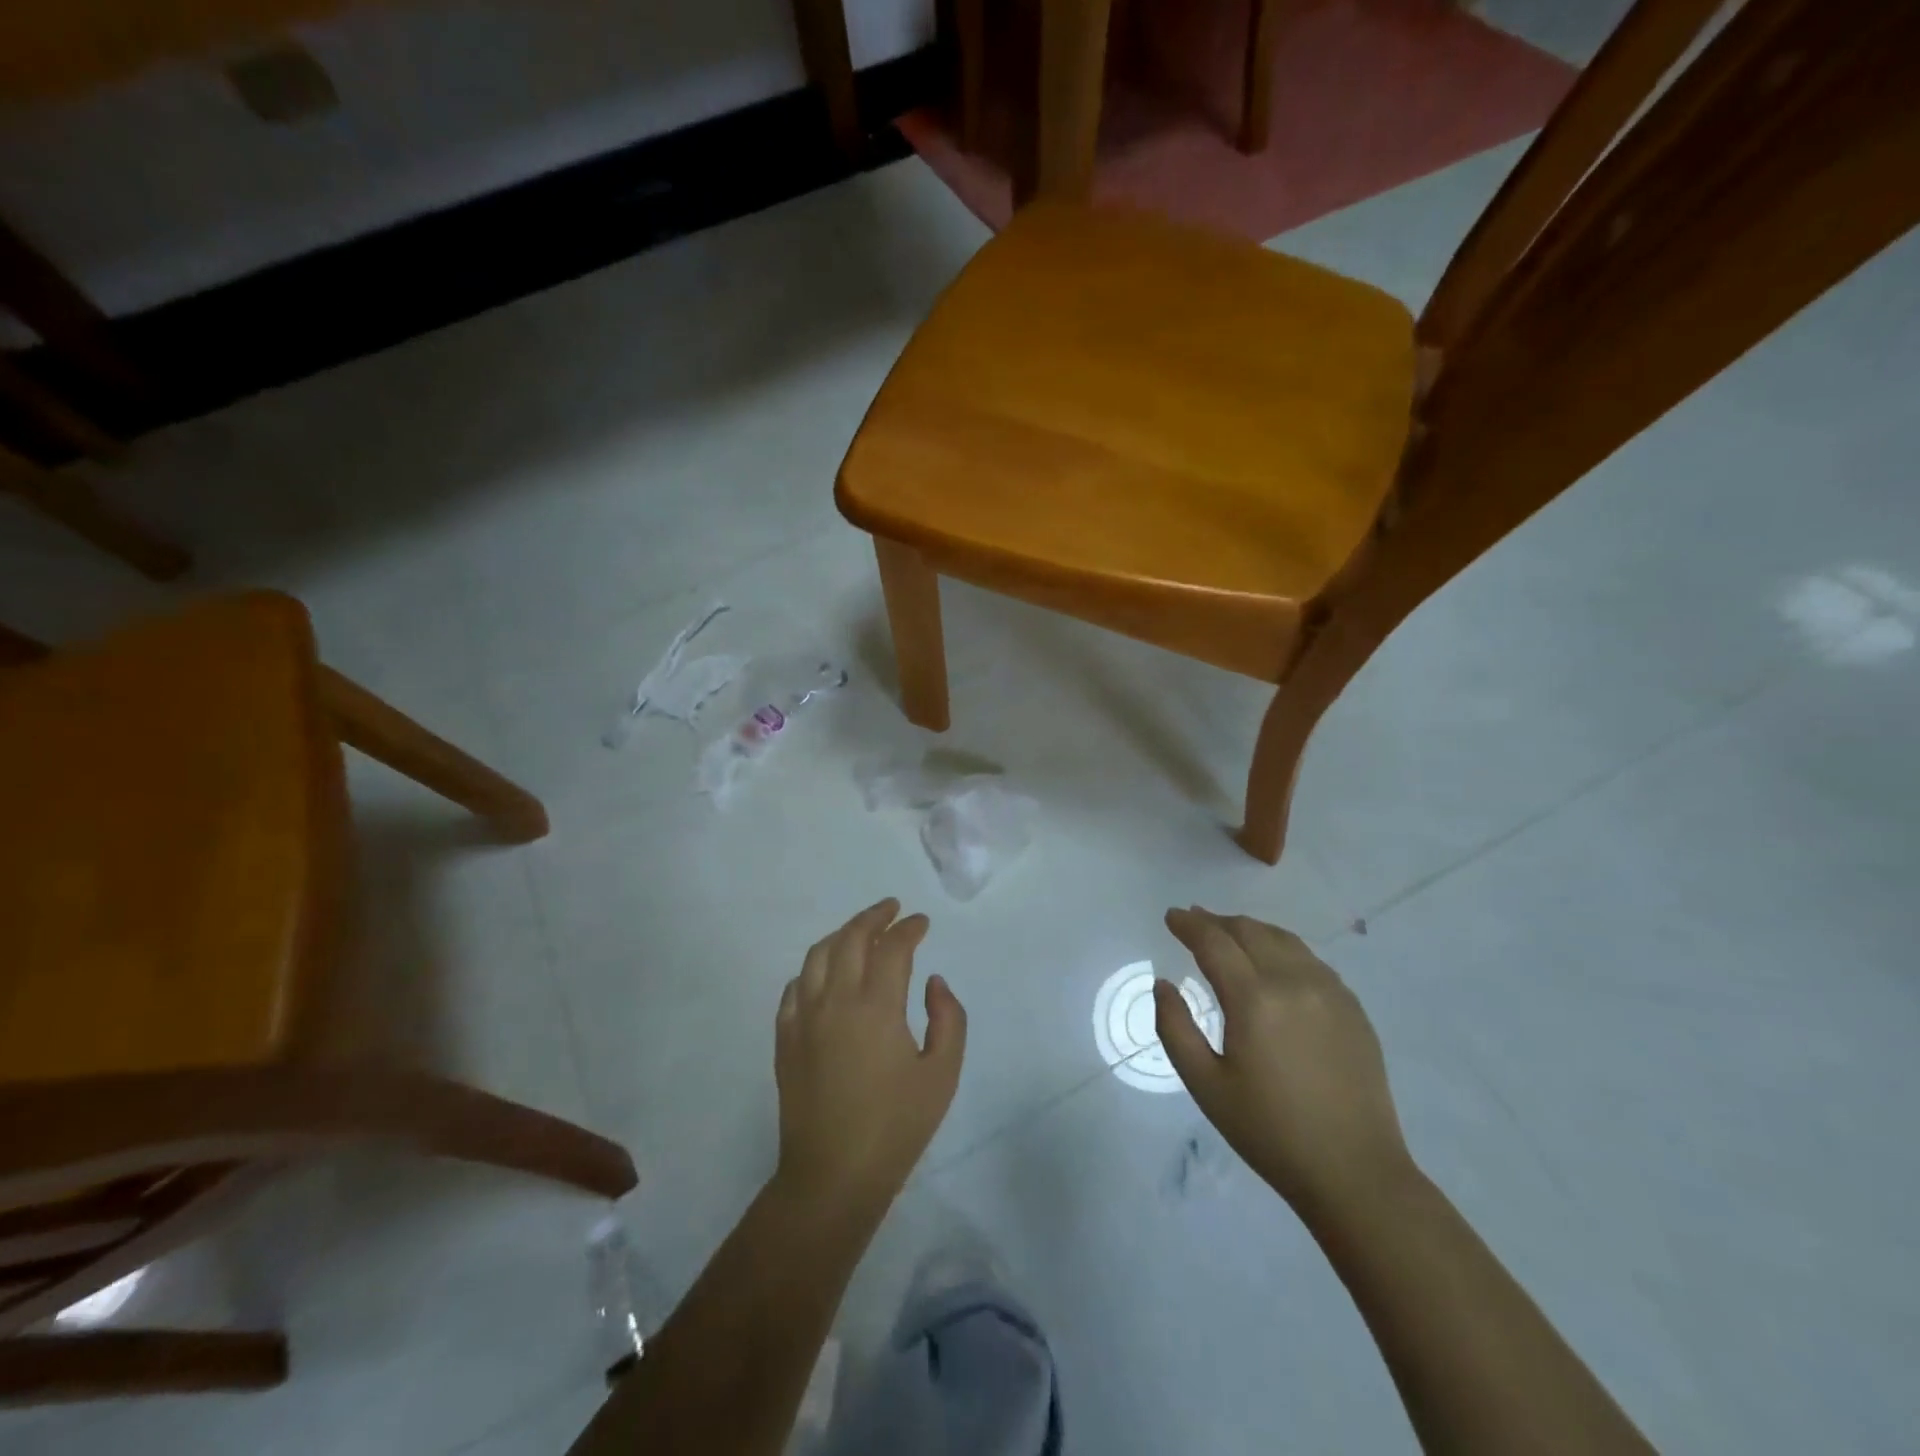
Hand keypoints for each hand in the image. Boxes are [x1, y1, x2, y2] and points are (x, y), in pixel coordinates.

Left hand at [774, 899, 966, 1217]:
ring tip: (861, 931)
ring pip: (818, 955)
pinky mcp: (785, 1038)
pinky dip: (814, 968)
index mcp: (876, 1007)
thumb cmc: (896, 1127)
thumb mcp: (942, 1074)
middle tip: (892, 909)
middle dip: (874, 917)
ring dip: (842, 934)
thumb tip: (932, 982)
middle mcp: (835, 1000)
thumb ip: (948, 1019)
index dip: (909, 929)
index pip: (892, 948)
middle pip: (851, 938)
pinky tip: (825, 974)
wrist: (833, 1176)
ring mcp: (804, 1018)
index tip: (921, 922)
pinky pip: (795, 987)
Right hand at [1156, 907, 1412, 1217]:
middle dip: (1217, 922)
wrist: (1354, 1173)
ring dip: (1250, 930)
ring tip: (1230, 934)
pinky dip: (1282, 948)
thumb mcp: (1206, 1085)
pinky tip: (1273, 962)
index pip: (1214, 942)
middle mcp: (1294, 982)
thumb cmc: (1270, 1132)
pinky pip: (1310, 960)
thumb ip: (1175, 1028)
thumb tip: (1163, 984)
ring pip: (1283, 939)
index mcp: (1254, 1000)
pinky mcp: (1352, 1008)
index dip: (1189, 925)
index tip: (1171, 916)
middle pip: (1250, 931)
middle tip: (1194, 922)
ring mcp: (1330, 992)